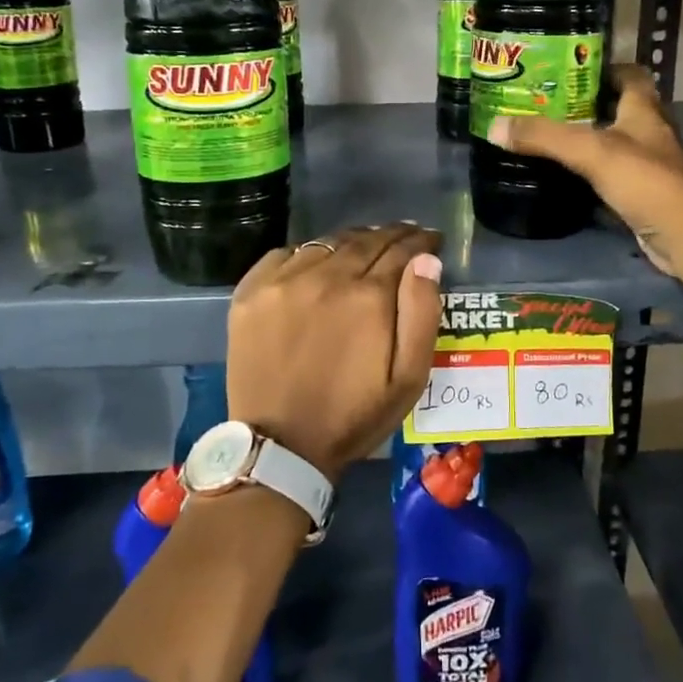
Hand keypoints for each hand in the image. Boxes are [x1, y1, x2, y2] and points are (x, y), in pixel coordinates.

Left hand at [225, 224, 443, 480]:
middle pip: (364, 240)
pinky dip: (307, 254)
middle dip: (390, 235)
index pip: (401, 251)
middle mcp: (325, 277)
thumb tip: (427, 261)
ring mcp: (283, 281)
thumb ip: (422, 313)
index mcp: (367, 297)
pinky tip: (316, 266)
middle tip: (403, 237)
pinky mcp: (251, 291)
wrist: (280, 446)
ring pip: (326, 244)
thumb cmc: (353, 416)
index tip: (431, 239)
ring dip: (351, 242)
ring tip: (363, 248)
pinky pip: (286, 254)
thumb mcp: (408, 378)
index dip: (420, 242)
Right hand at [485, 66, 682, 273]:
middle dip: (589, 104)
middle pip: (621, 108)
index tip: (572, 69)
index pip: (632, 75)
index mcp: (644, 110)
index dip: (606, 68)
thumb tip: (495, 126)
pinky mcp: (644, 194)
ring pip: (617, 142)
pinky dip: (594, 171)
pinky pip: (614, 173)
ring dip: (591, 138)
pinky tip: (569, 175)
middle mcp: (650, 132)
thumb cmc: (643, 180)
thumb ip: (544, 137)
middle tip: (548, 103)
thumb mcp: (589, 151)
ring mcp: (650, 165)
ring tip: (551, 136)